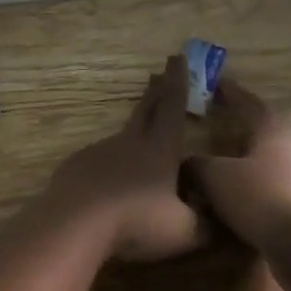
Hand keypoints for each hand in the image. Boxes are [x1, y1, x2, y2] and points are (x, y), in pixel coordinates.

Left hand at [40, 54, 202, 261]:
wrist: (75, 222)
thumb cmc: (136, 221)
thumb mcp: (183, 231)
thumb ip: (204, 225)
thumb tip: (215, 224)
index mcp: (159, 148)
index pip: (172, 106)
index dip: (178, 82)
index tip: (178, 58)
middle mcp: (129, 142)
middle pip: (145, 109)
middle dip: (155, 91)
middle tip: (158, 73)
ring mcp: (99, 151)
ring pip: (122, 136)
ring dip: (134, 131)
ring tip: (141, 139)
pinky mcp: (77, 166)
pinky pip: (99, 160)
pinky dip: (109, 163)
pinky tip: (109, 180)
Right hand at [192, 83, 290, 290]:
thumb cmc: (260, 199)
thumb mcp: (216, 176)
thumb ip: (196, 165)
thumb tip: (185, 164)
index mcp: (270, 136)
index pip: (250, 105)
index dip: (232, 93)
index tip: (216, 82)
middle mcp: (286, 156)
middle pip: (257, 137)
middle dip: (233, 132)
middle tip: (208, 129)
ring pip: (258, 169)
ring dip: (236, 168)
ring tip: (208, 172)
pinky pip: (261, 197)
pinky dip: (242, 197)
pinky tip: (222, 207)